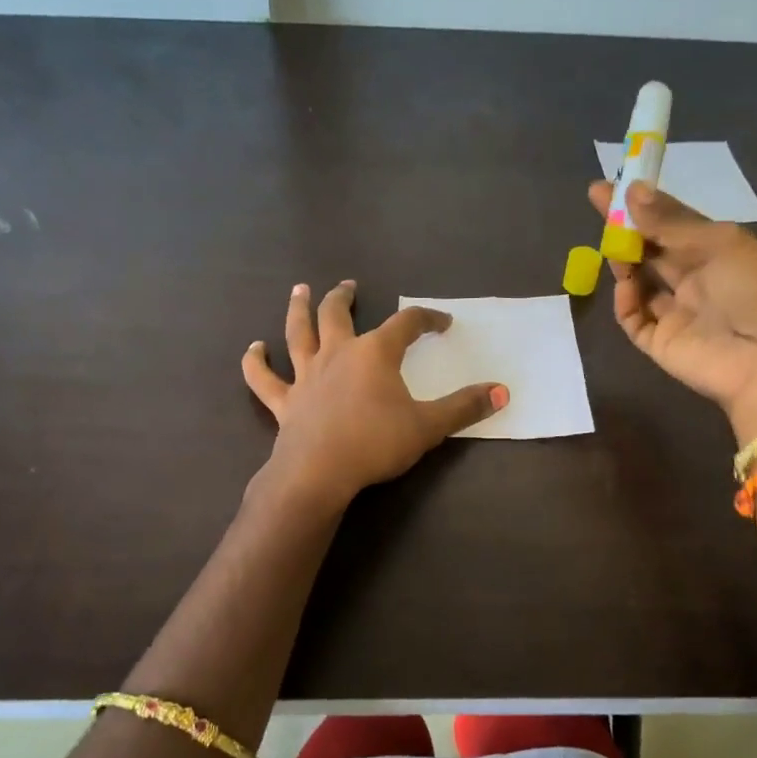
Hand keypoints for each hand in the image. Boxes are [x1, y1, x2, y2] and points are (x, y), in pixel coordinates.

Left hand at [242, 281, 506, 506]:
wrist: (319, 472)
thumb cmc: (376, 444)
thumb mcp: (429, 427)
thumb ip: (465, 407)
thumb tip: (503, 391)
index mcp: (375, 353)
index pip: (406, 324)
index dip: (427, 318)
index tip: (443, 322)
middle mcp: (337, 353)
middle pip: (338, 314)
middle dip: (345, 296)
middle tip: (348, 285)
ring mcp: (306, 375)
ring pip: (298, 333)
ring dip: (298, 309)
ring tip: (299, 291)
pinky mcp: (285, 401)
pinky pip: (265, 378)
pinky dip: (256, 362)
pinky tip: (253, 349)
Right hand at [588, 180, 756, 439]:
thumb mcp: (720, 243)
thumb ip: (670, 221)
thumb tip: (632, 191)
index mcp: (720, 252)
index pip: (674, 222)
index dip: (645, 203)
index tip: (613, 183)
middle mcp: (697, 280)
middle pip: (653, 249)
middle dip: (626, 227)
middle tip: (599, 202)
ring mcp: (677, 313)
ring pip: (640, 281)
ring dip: (625, 260)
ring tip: (612, 243)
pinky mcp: (661, 343)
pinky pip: (634, 318)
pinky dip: (625, 300)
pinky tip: (625, 284)